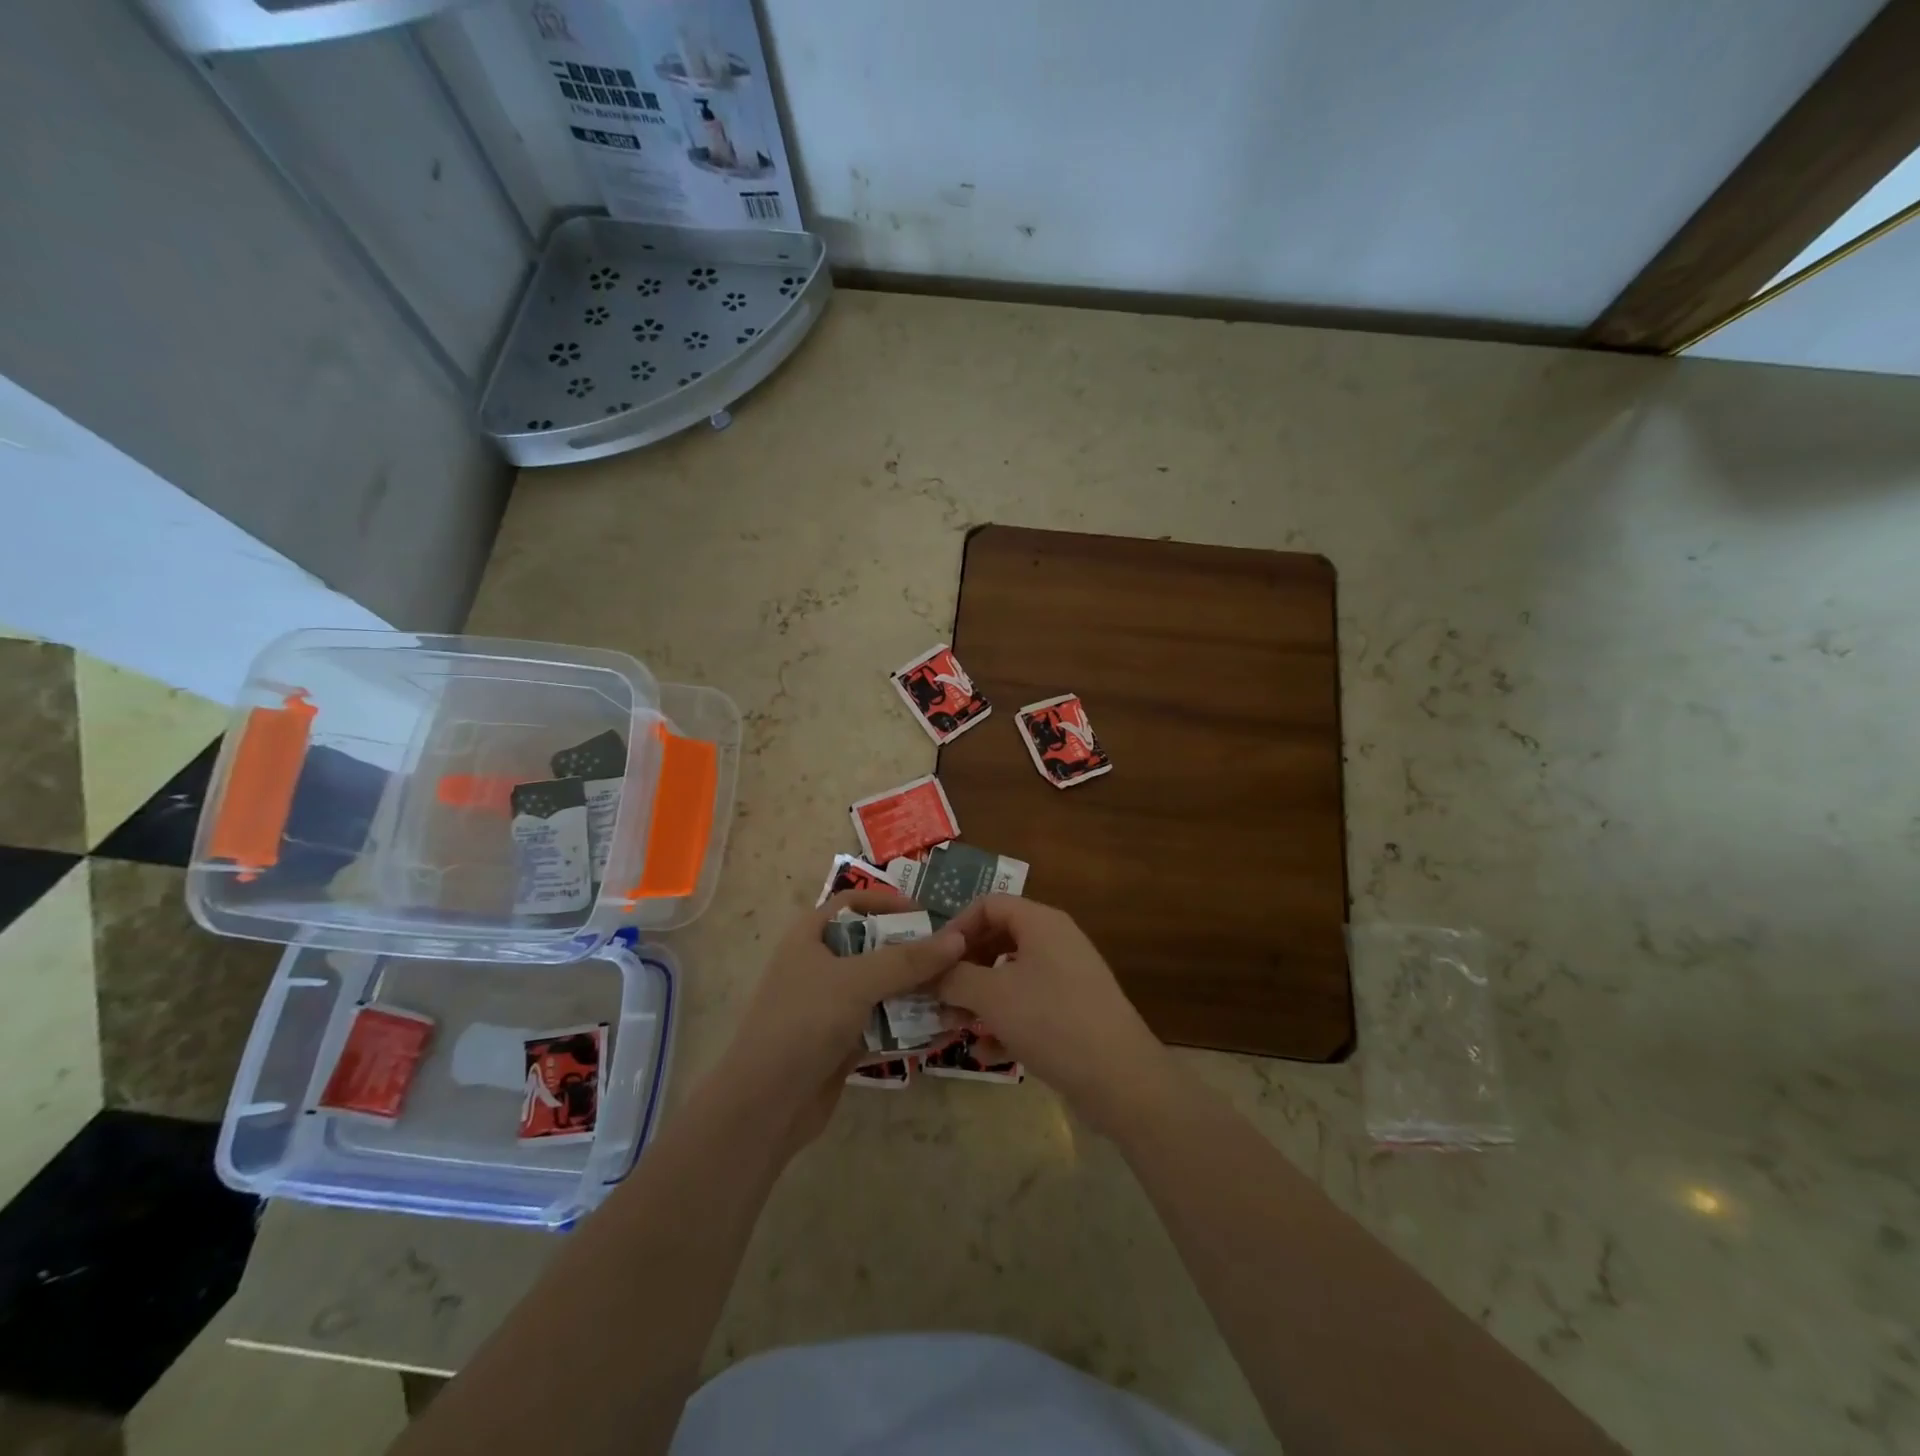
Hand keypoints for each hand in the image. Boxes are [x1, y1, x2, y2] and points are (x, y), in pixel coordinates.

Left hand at [716, 888, 965, 1149]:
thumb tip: (958, 939)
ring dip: (917, 991)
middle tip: (955, 958)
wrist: (764, 1106)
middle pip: (874, 946)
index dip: (888, 903)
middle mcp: (820, 965)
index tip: (927, 916)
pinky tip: (943, 1028)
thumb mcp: (857, 981)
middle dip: (913, 952)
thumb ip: (908, 960)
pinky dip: (909, 1025)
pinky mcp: (841, 1042)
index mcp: (811, 936)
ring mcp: (830, 1006)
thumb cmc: (804, 1023)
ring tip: (958, 993)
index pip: (853, 902)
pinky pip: (882, 1024)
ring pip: (881, 988)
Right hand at [939, 896, 1173, 1136]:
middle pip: (998, 940)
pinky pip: (1028, 1006)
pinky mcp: (1072, 1012)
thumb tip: (929, 973)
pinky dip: (1004, 1022)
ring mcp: (1066, 978)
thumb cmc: (1051, 1021)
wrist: (1120, 1079)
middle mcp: (1055, 941)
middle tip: (937, 997)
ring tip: (953, 1027)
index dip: (956, 927)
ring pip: (1010, 977)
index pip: (989, 905)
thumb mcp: (992, 996)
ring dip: (978, 999)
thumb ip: (954, 978)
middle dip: (964, 969)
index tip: (932, 960)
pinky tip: (984, 1052)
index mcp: (1040, 922)